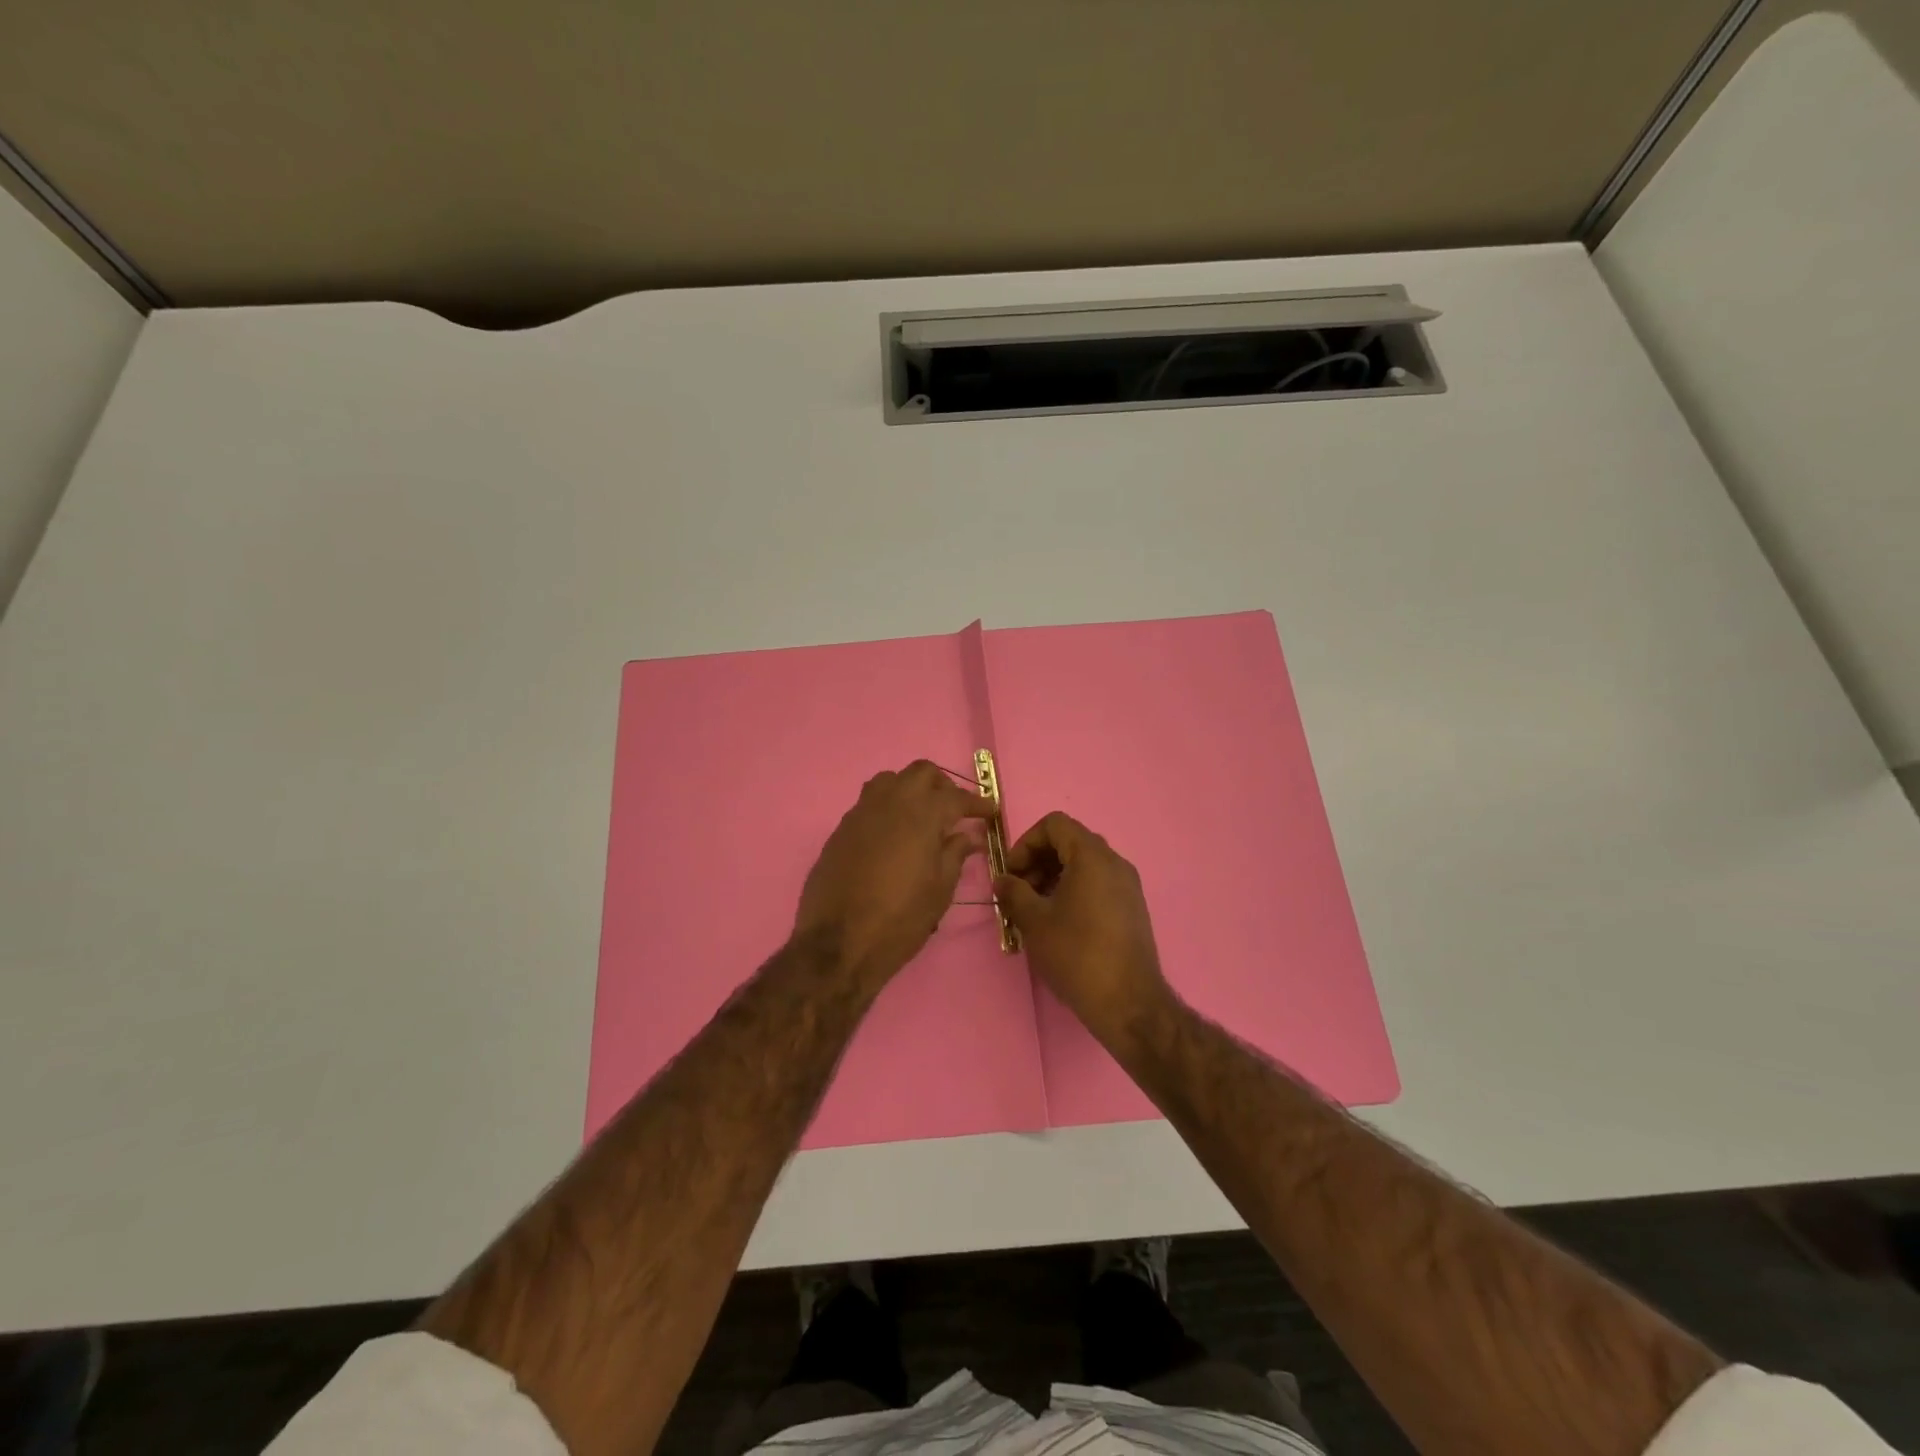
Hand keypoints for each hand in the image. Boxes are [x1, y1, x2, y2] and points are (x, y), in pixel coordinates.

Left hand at [794, 761, 997, 986]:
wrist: (838, 943)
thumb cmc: (900, 919)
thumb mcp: (939, 890)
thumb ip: (955, 855)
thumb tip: (966, 836)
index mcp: (922, 815)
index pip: (956, 797)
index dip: (976, 803)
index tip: (989, 811)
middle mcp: (891, 802)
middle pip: (921, 773)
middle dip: (942, 786)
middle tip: (954, 811)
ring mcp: (861, 812)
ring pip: (890, 780)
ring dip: (910, 790)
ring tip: (921, 817)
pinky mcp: (841, 829)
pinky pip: (869, 803)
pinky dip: (887, 808)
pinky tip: (893, 835)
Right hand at [993, 812, 1173, 1041]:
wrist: (1128, 1002)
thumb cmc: (1077, 954)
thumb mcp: (1034, 921)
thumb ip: (1014, 892)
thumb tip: (1002, 880)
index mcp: (1092, 856)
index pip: (1055, 824)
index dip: (1026, 842)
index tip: (1012, 873)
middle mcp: (1115, 862)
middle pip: (1070, 841)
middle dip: (1038, 860)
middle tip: (1019, 891)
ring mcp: (1128, 885)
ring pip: (1084, 864)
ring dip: (1054, 876)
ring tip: (1035, 909)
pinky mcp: (1132, 908)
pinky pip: (1098, 883)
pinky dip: (1074, 890)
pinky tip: (1059, 922)